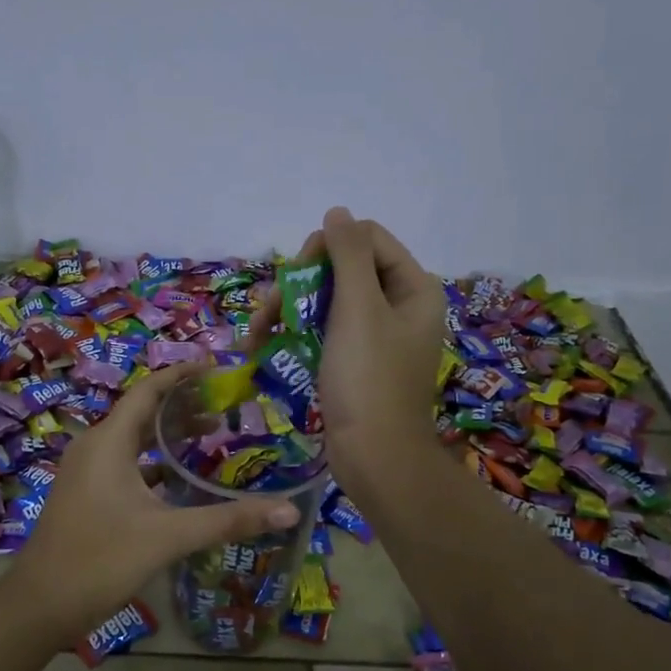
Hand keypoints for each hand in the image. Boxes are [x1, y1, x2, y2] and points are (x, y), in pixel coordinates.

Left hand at [5, 363, 301, 643]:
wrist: (40, 605)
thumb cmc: (101, 559)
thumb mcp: (169, 536)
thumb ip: (228, 520)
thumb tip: (289, 509)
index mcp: (108, 442)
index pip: (148, 391)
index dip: (181, 375)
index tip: (216, 367)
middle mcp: (94, 448)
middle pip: (142, 414)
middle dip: (182, 407)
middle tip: (226, 408)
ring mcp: (86, 473)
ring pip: (133, 442)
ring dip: (168, 437)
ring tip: (212, 438)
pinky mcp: (86, 495)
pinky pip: (124, 465)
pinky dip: (154, 464)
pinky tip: (181, 481)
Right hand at [252, 208, 442, 492]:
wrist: (374, 458)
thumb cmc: (369, 379)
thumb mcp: (359, 309)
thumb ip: (348, 255)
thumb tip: (338, 212)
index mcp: (413, 288)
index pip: (367, 239)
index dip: (328, 247)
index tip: (298, 273)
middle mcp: (398, 307)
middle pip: (342, 270)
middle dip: (301, 285)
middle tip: (272, 312)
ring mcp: (376, 337)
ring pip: (327, 302)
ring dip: (289, 312)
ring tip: (257, 335)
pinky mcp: (356, 363)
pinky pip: (324, 333)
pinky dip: (297, 336)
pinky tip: (266, 347)